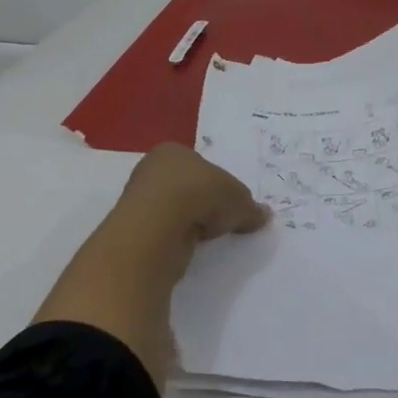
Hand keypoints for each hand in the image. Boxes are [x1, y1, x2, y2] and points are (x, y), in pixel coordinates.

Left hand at [116, 142, 270, 244]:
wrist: (158, 226)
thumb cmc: (201, 194)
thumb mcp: (239, 200)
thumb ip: (250, 208)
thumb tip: (265, 215)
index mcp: (174, 150)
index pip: (199, 165)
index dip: (215, 183)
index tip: (227, 202)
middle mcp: (152, 169)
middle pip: (184, 186)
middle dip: (200, 203)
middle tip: (219, 220)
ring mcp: (138, 199)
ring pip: (172, 210)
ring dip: (187, 222)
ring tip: (204, 236)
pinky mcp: (133, 228)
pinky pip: (162, 231)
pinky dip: (175, 238)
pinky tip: (186, 246)